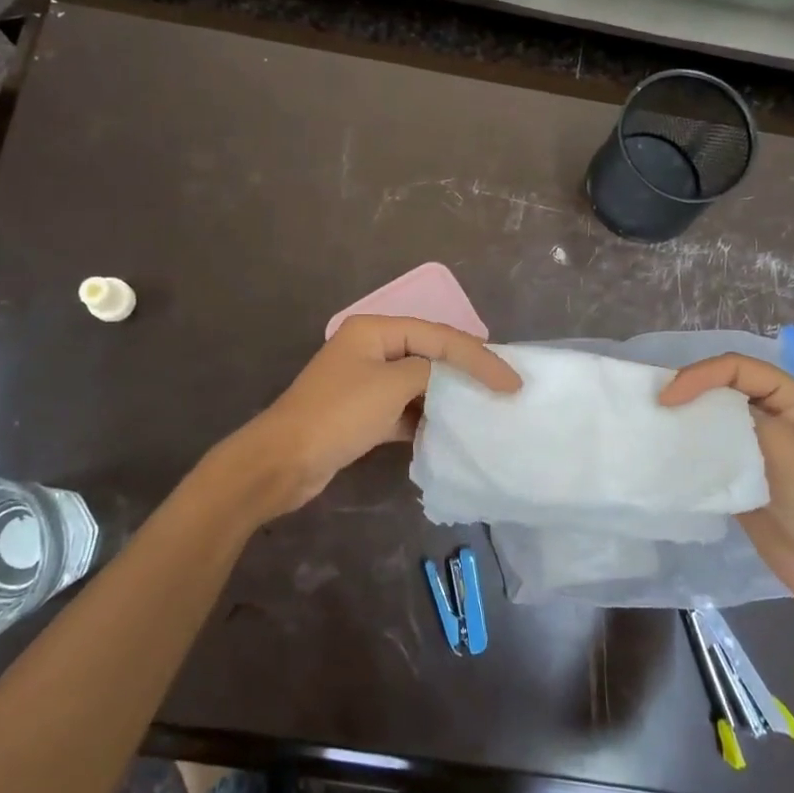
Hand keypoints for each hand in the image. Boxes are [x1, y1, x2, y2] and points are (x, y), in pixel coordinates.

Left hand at [231, 316, 521, 518]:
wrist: (282, 462)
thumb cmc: (338, 415)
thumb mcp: (391, 385)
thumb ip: (430, 372)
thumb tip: (449, 380)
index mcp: (376, 330)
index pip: (439, 337)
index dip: (479, 357)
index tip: (512, 382)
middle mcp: (372, 348)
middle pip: (431, 355)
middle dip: (467, 371)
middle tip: (505, 387)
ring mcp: (366, 382)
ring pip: (420, 383)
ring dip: (448, 395)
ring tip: (485, 407)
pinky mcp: (364, 413)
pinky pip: (406, 408)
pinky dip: (427, 418)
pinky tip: (449, 431)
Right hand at [659, 353, 793, 613]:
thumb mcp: (781, 440)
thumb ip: (735, 415)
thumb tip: (689, 406)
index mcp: (793, 399)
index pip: (738, 368)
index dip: (700, 374)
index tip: (669, 397)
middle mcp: (774, 416)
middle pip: (724, 389)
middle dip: (690, 391)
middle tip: (656, 405)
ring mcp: (757, 447)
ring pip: (714, 419)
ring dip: (687, 419)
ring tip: (656, 424)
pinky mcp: (741, 475)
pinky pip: (710, 451)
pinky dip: (690, 447)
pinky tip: (669, 451)